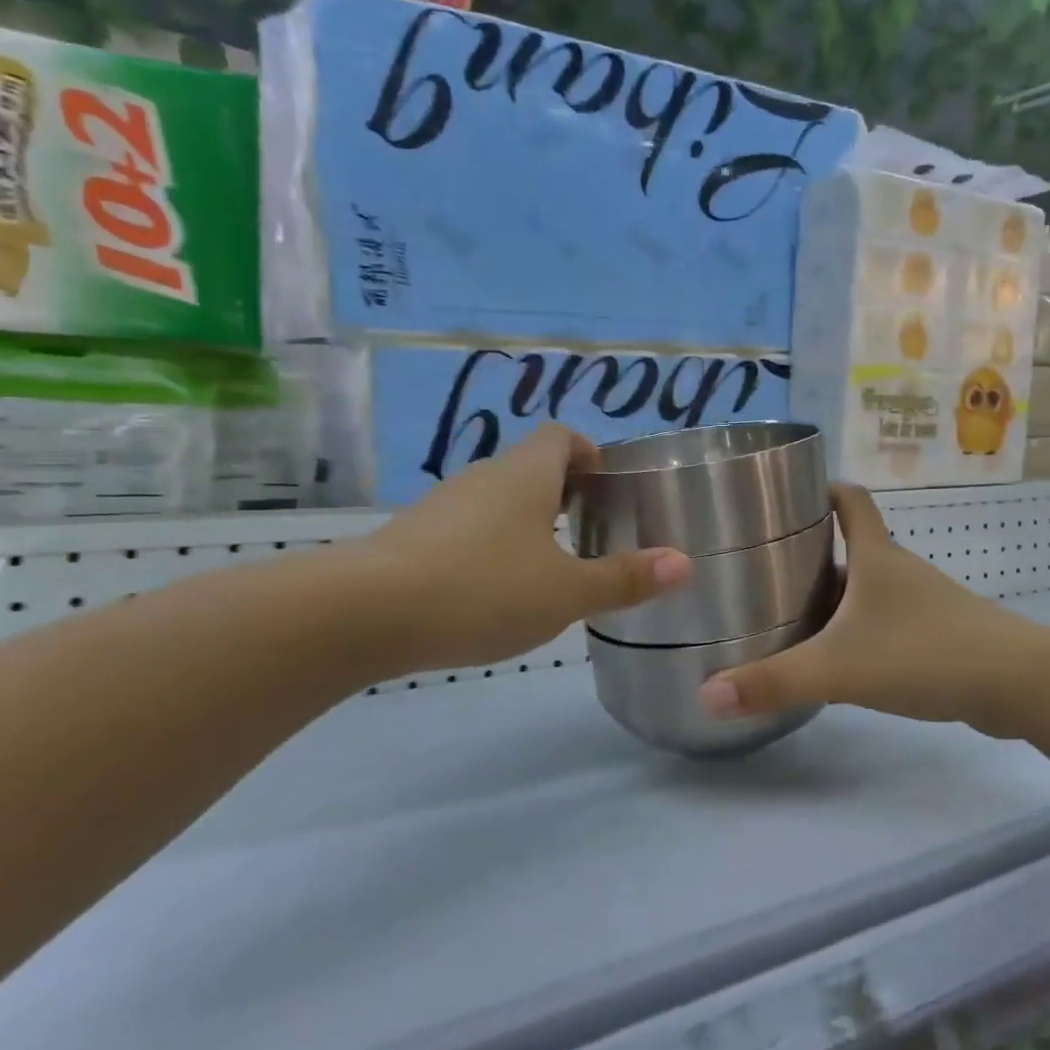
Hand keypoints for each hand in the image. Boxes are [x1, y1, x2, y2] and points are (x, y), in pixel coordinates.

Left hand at [342, 424, 689, 675]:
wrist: (365, 613)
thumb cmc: (482, 589)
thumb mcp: (565, 593)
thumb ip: (624, 579)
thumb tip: (684, 563)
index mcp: (526, 474)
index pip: (562, 436)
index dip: (590, 453)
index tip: (608, 488)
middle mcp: (484, 477)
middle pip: (531, 467)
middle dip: (565, 493)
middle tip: (592, 533)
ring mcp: (443, 505)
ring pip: (498, 500)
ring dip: (527, 522)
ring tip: (550, 567)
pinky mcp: (413, 537)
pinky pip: (467, 528)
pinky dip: (491, 546)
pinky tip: (494, 591)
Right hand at [697, 484, 1037, 730]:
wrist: (1022, 684)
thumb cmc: (925, 653)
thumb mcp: (838, 668)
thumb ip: (774, 682)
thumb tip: (707, 695)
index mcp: (876, 557)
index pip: (850, 498)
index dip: (821, 488)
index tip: (786, 494)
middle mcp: (900, 570)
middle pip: (854, 544)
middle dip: (813, 549)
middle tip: (766, 566)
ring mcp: (925, 602)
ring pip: (871, 586)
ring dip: (837, 592)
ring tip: (793, 612)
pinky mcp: (941, 634)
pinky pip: (889, 619)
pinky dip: (862, 627)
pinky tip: (843, 657)